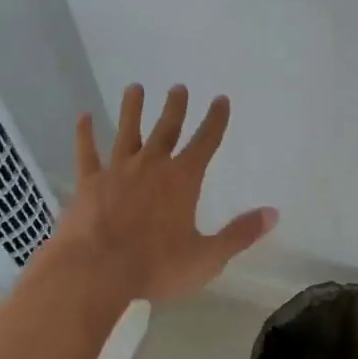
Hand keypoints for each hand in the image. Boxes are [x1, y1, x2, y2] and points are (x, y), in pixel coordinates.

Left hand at [46, 84, 276, 303]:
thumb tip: (273, 213)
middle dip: (175, 107)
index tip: (220, 99)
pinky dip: (85, 134)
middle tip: (178, 87)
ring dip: (132, 109)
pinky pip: (87, 153)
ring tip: (135, 88)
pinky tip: (84, 117)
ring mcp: (116, 171)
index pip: (205, 142)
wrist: (95, 271)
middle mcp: (151, 166)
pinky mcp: (88, 184)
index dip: (215, 120)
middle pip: (166, 129)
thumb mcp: (207, 257)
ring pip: (127, 132)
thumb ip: (240, 234)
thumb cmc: (155, 266)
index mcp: (182, 180)